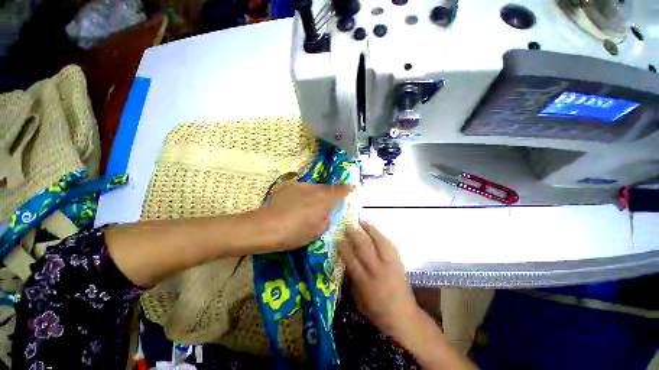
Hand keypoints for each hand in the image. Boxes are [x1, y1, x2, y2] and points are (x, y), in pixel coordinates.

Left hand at [254, 182, 352, 251]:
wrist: (265, 227)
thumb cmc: (294, 233)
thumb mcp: (316, 231)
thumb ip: (327, 219)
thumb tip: (327, 213)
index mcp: (325, 199)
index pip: (341, 190)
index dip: (348, 189)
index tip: (352, 189)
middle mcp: (315, 188)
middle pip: (328, 188)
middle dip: (330, 195)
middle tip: (327, 206)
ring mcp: (301, 186)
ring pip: (315, 188)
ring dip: (316, 195)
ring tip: (309, 208)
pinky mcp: (289, 187)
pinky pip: (303, 190)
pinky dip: (304, 196)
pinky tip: (295, 206)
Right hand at [338, 220, 419, 337]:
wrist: (404, 315)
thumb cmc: (377, 311)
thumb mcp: (358, 300)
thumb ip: (351, 279)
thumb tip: (344, 260)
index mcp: (365, 282)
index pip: (351, 259)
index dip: (343, 246)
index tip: (338, 237)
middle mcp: (378, 270)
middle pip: (364, 246)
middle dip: (355, 233)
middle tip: (348, 225)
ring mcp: (390, 264)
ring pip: (379, 241)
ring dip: (369, 229)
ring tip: (361, 221)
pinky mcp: (399, 261)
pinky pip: (389, 243)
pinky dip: (380, 234)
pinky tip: (374, 228)